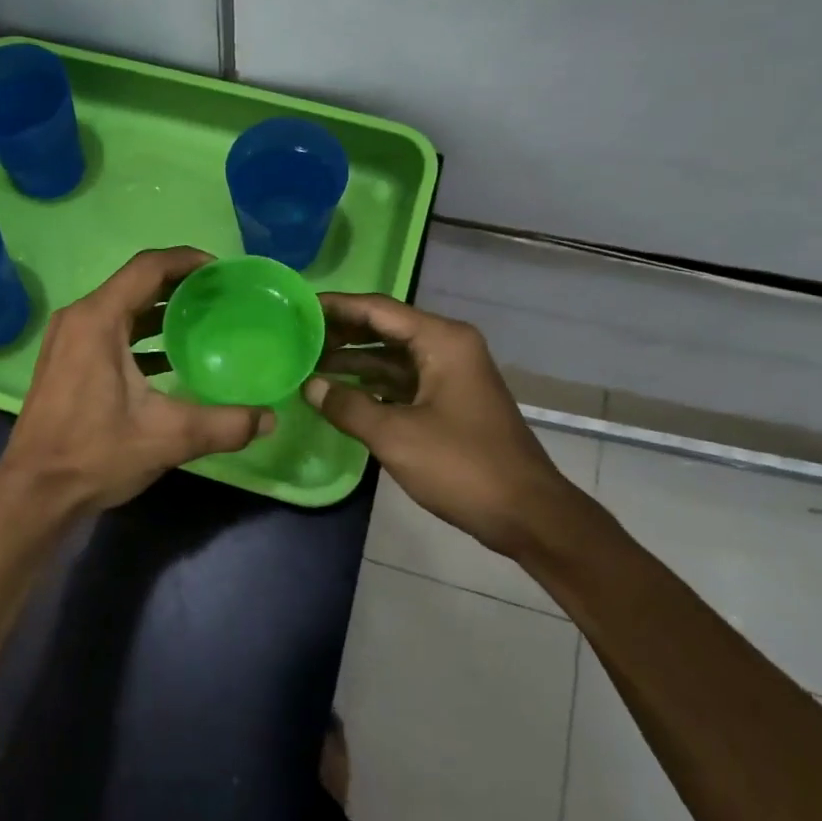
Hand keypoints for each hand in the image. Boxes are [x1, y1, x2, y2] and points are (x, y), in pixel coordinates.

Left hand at [0, 247, 274, 519]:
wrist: (35, 493)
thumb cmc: (95, 454)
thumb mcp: (167, 437)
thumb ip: (224, 425)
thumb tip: (269, 418)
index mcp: (98, 320)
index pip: (148, 268)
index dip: (186, 260)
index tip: (222, 269)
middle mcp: (79, 318)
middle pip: (135, 283)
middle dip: (178, 284)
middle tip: (220, 294)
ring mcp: (68, 339)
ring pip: (121, 308)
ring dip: (160, 309)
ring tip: (203, 319)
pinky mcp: (66, 361)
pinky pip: (109, 330)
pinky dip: (141, 333)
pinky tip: (170, 356)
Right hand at [303, 295, 588, 558]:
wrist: (527, 514)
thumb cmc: (462, 466)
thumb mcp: (395, 435)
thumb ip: (347, 405)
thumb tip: (309, 386)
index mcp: (441, 340)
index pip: (377, 309)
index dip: (336, 306)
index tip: (297, 306)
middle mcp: (447, 347)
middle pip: (384, 328)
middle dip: (341, 333)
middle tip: (295, 337)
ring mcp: (450, 374)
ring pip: (391, 356)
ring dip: (353, 360)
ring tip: (307, 363)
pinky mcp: (449, 401)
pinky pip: (402, 380)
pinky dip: (371, 383)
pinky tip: (338, 392)